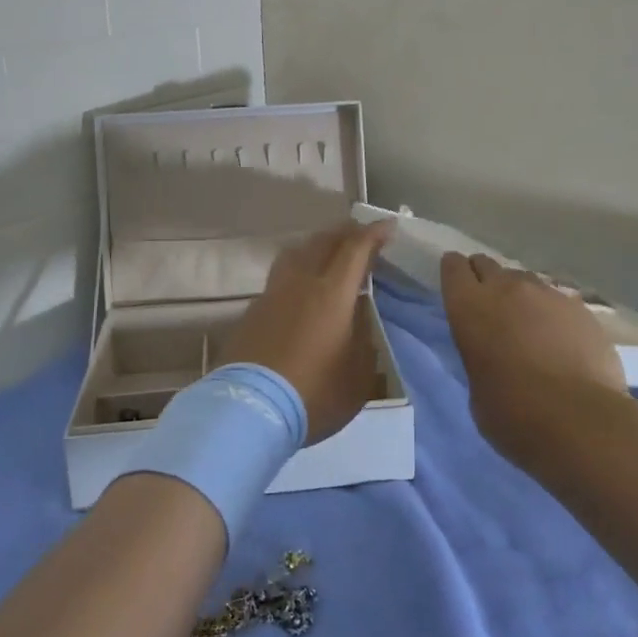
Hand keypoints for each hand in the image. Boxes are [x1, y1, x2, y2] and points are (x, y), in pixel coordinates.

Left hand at [220, 220, 392, 443]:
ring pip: (296, 253)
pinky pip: (280, 277)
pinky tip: (300, 289)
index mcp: (332, 293)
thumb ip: (363, 339)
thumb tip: (358, 317)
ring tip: (327, 253)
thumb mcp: (357, 375)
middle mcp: (301, 283)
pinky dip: (297, 271)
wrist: (250, 409)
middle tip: (360, 235)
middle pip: (323, 242)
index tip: (388, 226)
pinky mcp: (252, 311)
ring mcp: (272, 294)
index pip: (355, 249)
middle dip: (345, 233)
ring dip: (316, 246)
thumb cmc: (314, 394)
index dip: (373, 234)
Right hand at [440, 252, 624, 465]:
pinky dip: (553, 314)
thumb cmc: (512, 414)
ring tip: (528, 324)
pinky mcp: (581, 308)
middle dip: (485, 279)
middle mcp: (506, 289)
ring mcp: (547, 294)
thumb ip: (479, 355)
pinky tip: (560, 339)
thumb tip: (493, 354)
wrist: (580, 421)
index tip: (457, 286)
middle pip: (488, 265)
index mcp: (469, 306)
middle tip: (489, 305)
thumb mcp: (476, 386)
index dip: (454, 273)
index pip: (453, 267)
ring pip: (525, 281)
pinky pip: (558, 301)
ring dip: (520, 296)